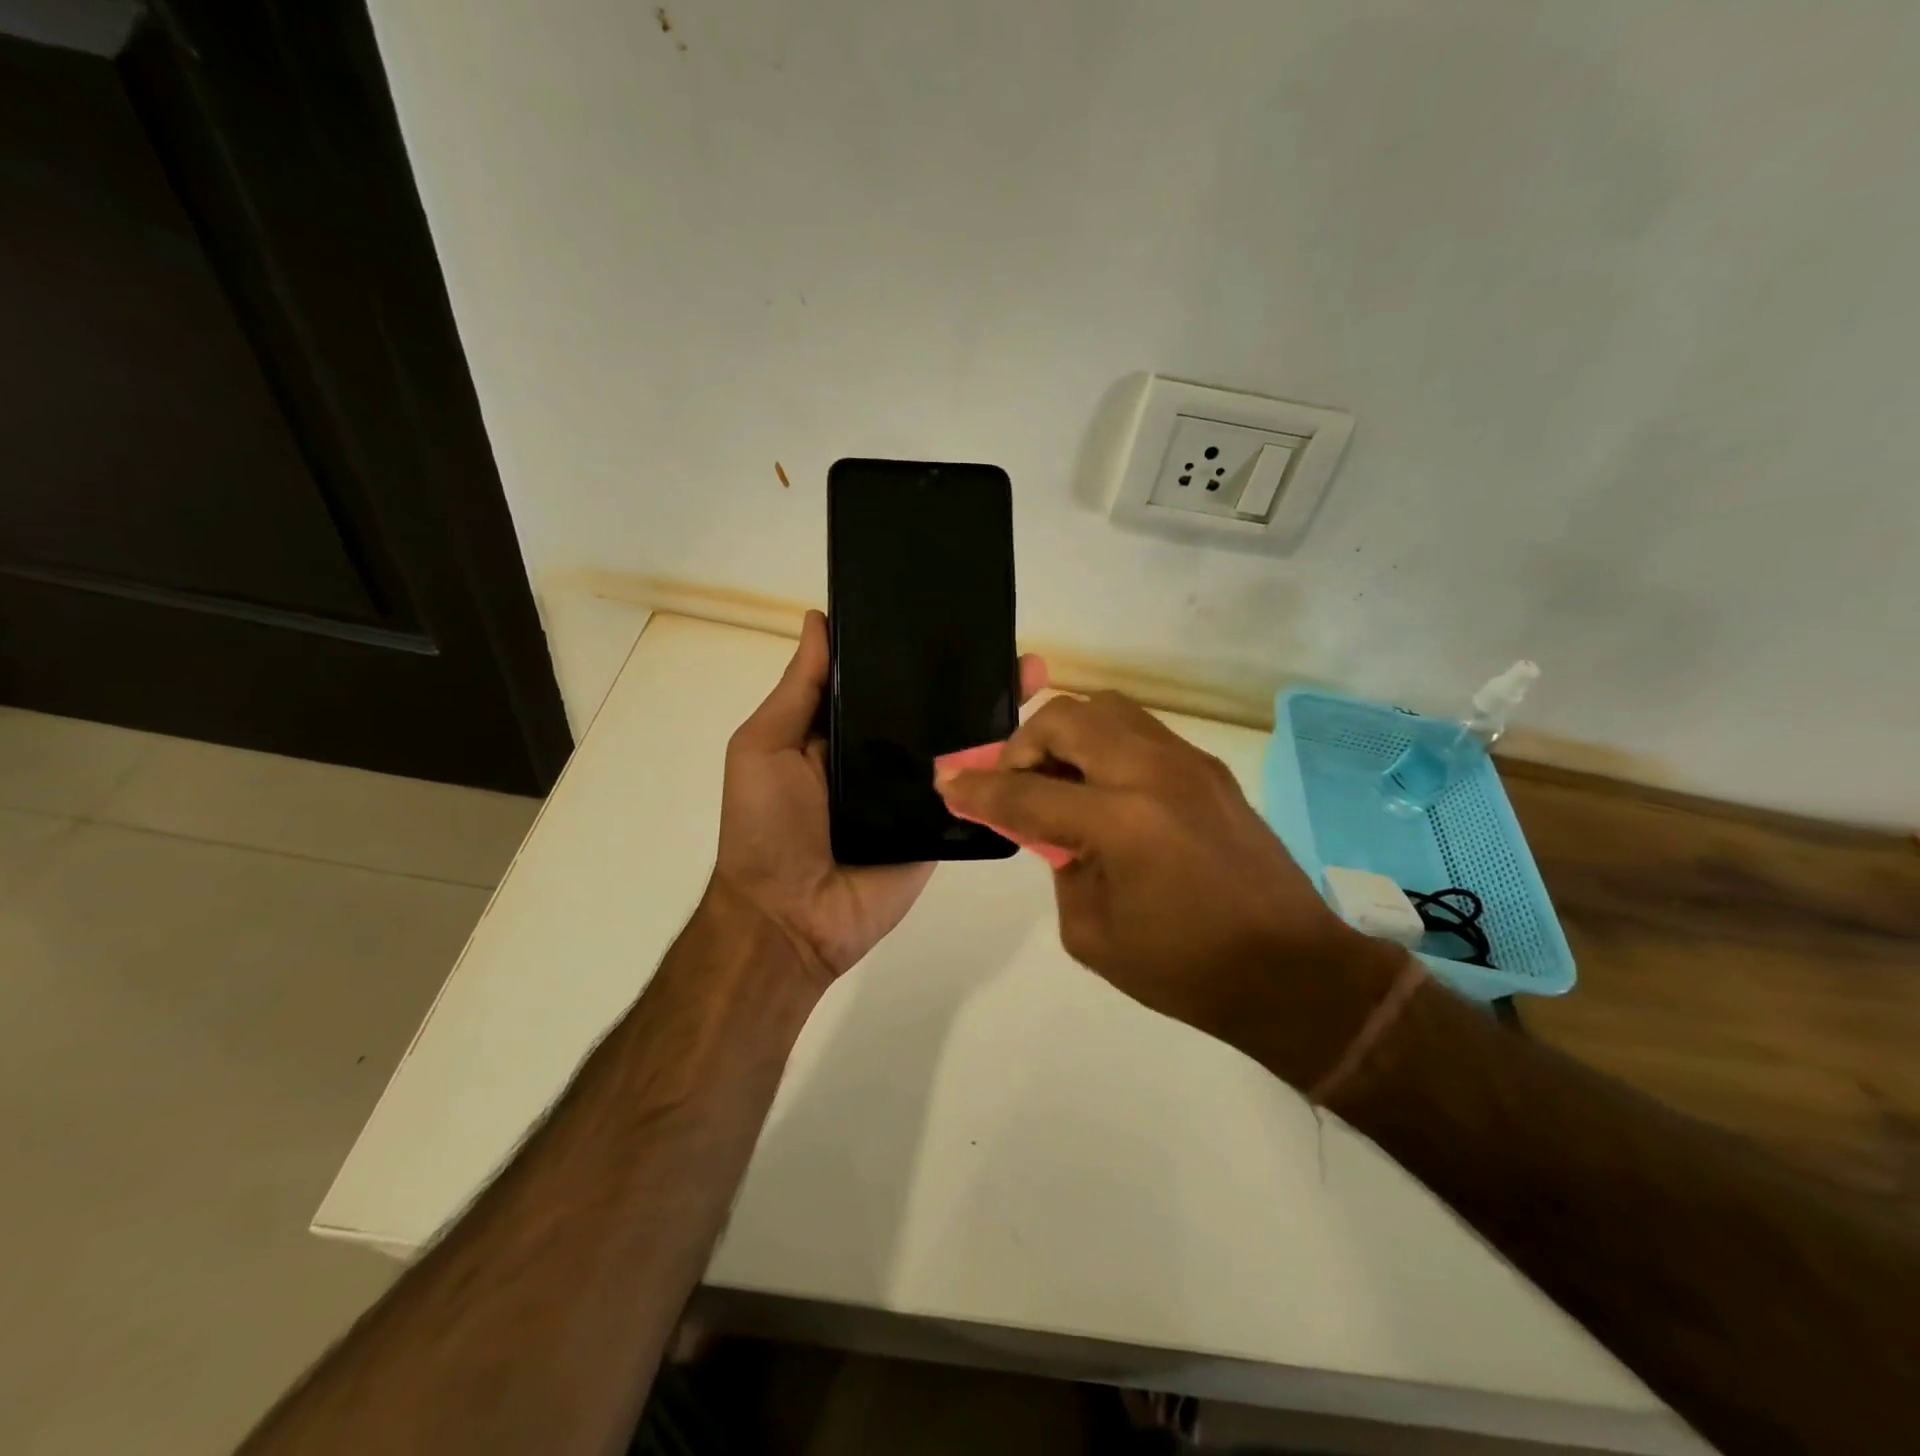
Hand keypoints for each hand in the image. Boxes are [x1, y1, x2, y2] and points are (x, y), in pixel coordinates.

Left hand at [711, 610, 1046, 990]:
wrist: (790, 918)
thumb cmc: (765, 826)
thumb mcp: (764, 746)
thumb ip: (800, 689)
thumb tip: (818, 619)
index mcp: (843, 729)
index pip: (885, 679)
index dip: (913, 648)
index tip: (950, 612)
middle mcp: (884, 755)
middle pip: (933, 708)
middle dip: (971, 676)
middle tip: (1011, 643)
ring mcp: (917, 792)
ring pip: (961, 746)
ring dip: (998, 714)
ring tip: (1036, 675)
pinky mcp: (940, 827)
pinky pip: (974, 794)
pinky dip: (1003, 770)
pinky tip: (1037, 739)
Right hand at [934, 692, 1401, 1084]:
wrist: (1290, 971)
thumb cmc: (1185, 969)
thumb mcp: (1093, 933)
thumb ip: (1061, 866)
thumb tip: (1055, 830)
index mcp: (1121, 822)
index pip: (1027, 792)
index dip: (979, 788)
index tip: (948, 783)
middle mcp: (1153, 773)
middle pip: (1067, 718)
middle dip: (1024, 744)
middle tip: (1015, 780)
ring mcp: (1187, 762)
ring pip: (1107, 708)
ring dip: (1068, 734)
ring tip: (1060, 778)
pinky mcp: (1208, 767)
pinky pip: (1140, 730)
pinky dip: (1105, 744)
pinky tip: (1105, 788)